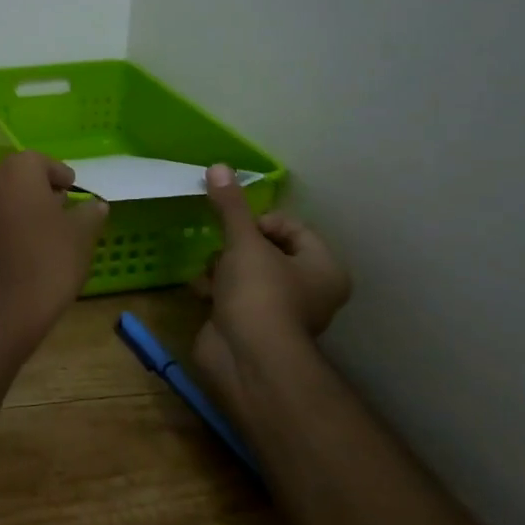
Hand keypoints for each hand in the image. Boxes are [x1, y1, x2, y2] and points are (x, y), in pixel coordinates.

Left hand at [0, 152, 108, 348]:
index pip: (41, 161)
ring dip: (23, 205)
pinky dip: (8, 222)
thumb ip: (90, 213)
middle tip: (63, 207)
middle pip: (18, 176)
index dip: (60, 174)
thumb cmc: (48, 262)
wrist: (3, 309)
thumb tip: (95, 205)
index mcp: (16, 171)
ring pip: (3, 196)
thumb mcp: (81, 235)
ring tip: (47, 228)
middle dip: (40, 188)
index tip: (74, 189)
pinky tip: (26, 244)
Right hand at [192, 164, 350, 389]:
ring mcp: (278, 310)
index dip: (261, 221)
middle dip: (236, 245)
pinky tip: (201, 291)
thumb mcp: (244, 241)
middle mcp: (308, 289)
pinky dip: (215, 290)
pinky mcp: (250, 326)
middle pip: (266, 249)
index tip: (238, 227)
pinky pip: (231, 296)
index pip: (292, 227)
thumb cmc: (260, 294)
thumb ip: (231, 206)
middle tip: (221, 247)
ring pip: (245, 272)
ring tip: (209, 271)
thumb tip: (218, 166)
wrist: (247, 357)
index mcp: (323, 267)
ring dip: (221, 267)